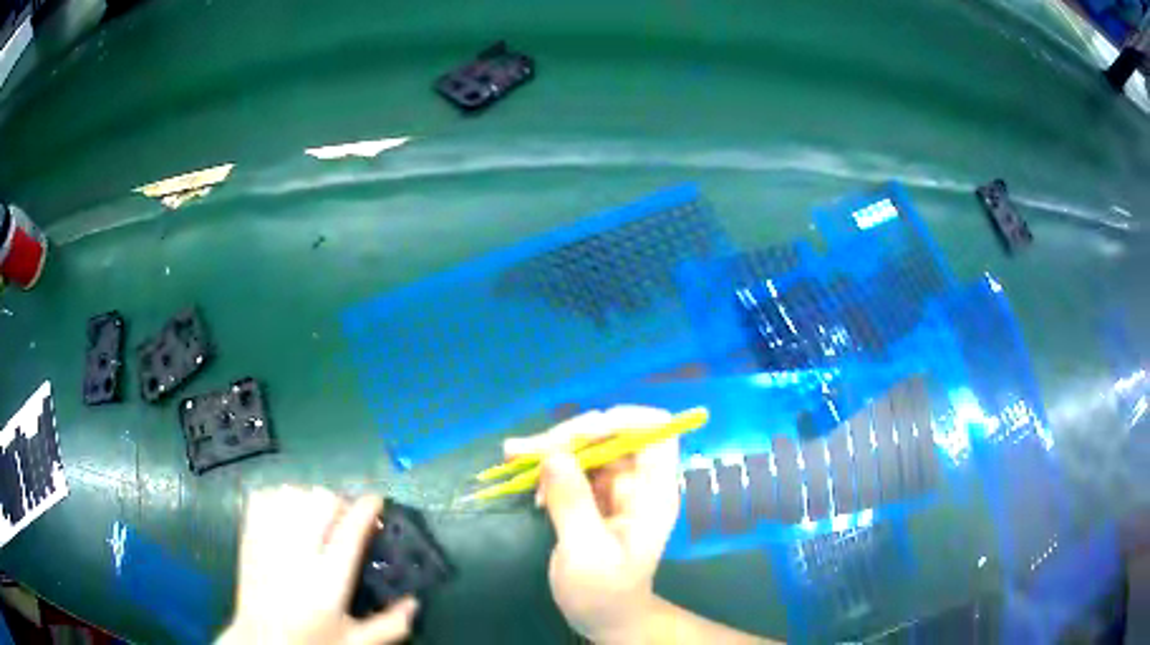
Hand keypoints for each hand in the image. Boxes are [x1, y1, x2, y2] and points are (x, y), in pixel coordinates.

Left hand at [218, 487, 418, 644]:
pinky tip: (286, 513)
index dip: (367, 509)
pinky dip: (278, 497)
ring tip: (315, 516)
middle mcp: (297, 554)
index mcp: (328, 580)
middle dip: (339, 503)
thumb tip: (415, 602)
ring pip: (292, 494)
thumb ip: (390, 625)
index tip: (377, 501)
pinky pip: (263, 498)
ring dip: (309, 498)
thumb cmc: (311, 644)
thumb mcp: (356, 643)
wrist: (260, 643)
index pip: (351, 531)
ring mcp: (269, 542)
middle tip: (345, 519)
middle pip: (321, 501)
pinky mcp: (249, 538)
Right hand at [504, 406, 680, 644]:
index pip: (656, 433)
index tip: (582, 433)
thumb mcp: (586, 551)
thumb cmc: (603, 592)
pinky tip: (526, 484)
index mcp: (653, 494)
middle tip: (526, 451)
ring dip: (550, 447)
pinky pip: (571, 467)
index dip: (624, 420)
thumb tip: (553, 453)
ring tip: (512, 456)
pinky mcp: (592, 495)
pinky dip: (547, 467)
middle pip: (612, 435)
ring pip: (587, 447)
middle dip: (570, 436)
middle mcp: (637, 483)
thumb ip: (573, 502)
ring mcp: (614, 488)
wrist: (602, 615)